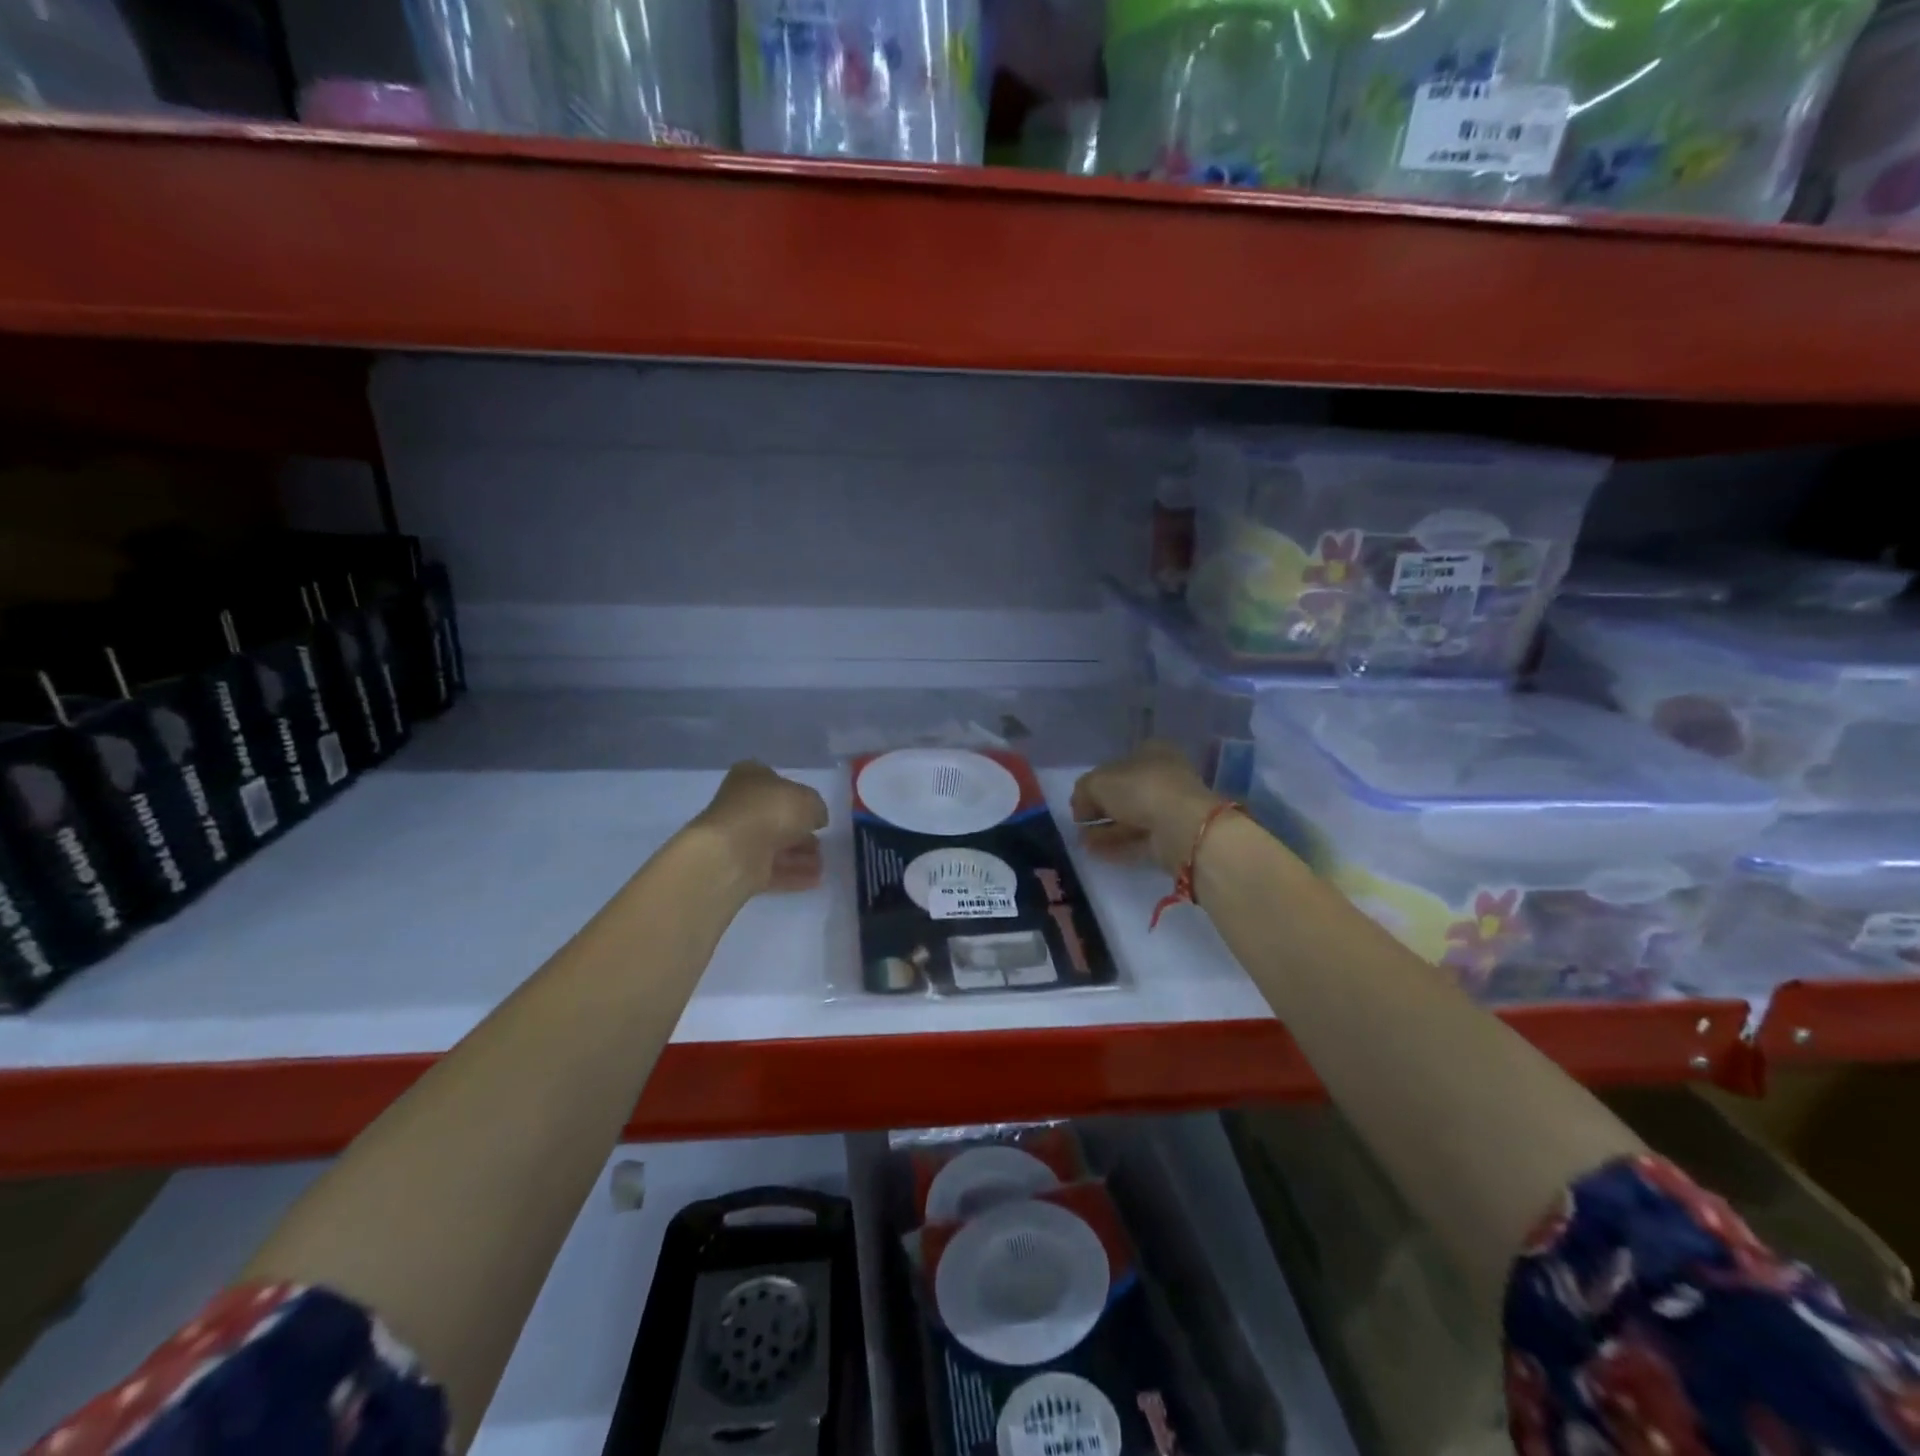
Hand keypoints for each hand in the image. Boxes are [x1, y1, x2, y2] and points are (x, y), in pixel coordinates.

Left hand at [692, 762, 829, 893]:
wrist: (734, 851)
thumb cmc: (771, 811)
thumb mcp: (808, 800)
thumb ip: (816, 808)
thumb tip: (816, 819)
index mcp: (751, 777)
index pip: (777, 783)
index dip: (798, 797)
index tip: (815, 813)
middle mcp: (741, 805)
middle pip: (777, 818)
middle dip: (801, 832)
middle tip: (823, 843)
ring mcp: (739, 838)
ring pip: (775, 846)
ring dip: (800, 856)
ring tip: (823, 865)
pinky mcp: (740, 867)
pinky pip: (772, 869)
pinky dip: (792, 874)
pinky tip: (815, 880)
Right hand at [1071, 742, 1224, 877]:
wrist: (1180, 826)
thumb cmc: (1140, 789)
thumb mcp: (1098, 782)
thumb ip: (1083, 791)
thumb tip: (1079, 806)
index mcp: (1152, 752)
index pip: (1119, 763)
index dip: (1097, 780)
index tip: (1079, 799)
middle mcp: (1163, 777)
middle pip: (1125, 792)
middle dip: (1100, 808)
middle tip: (1080, 821)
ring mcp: (1169, 808)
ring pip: (1130, 817)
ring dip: (1105, 828)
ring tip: (1080, 839)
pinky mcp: (1171, 836)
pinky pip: (1137, 838)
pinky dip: (1116, 843)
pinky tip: (1094, 850)